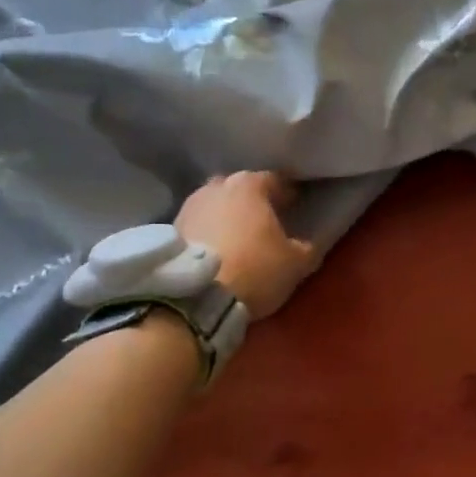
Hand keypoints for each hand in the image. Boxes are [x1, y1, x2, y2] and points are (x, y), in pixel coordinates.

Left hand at [175, 171, 317, 318]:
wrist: (196, 296)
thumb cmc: (255, 269)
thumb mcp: (297, 263)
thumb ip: (305, 247)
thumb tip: (306, 244)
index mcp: (250, 184)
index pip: (275, 180)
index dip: (287, 193)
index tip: (294, 205)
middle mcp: (216, 187)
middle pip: (240, 188)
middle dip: (252, 201)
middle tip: (265, 220)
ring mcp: (189, 206)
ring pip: (216, 205)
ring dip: (227, 216)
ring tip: (238, 237)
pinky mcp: (170, 229)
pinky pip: (198, 225)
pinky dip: (208, 232)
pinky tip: (217, 250)